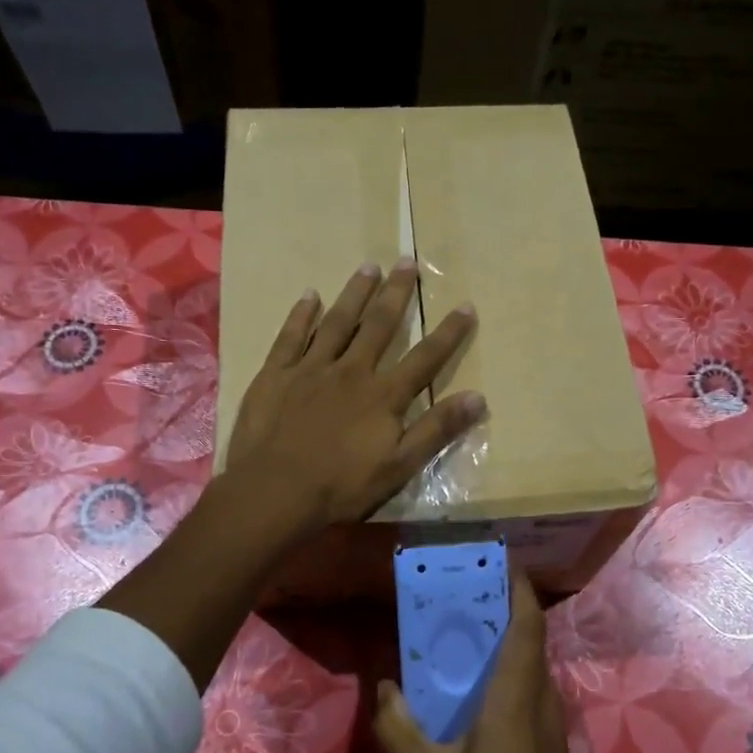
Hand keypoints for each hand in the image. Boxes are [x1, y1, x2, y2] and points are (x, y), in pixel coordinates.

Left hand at [225, 257, 483, 534]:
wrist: (275, 492)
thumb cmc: (340, 486)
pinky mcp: (276, 374)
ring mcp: (311, 368)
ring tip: (369, 266)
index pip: (424, 358)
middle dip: (396, 293)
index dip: (448, 332)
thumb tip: (478, 397)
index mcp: (383, 395)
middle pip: (379, 326)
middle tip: (407, 261)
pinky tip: (309, 295)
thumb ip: (436, 430)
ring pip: (338, 322)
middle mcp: (351, 371)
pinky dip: (301, 314)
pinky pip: (291, 336)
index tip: (465, 305)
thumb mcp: (399, 467)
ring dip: (355, 293)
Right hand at [373, 574, 598, 752]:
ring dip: (509, 643)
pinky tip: (478, 691)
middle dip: (508, 610)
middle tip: (469, 593)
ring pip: (534, 668)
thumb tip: (385, 686)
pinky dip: (511, 673)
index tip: (503, 561)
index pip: (527, 628)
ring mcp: (550, 729)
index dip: (520, 590)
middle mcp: (540, 704)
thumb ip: (398, 726)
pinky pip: (532, 693)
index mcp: (514, 700)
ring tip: (468, 633)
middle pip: (532, 642)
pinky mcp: (549, 751)